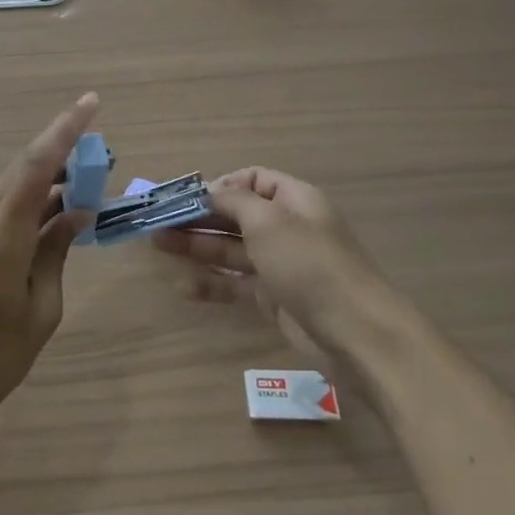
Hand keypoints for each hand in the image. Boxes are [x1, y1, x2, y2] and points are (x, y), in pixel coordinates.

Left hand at [0, 93, 99, 433]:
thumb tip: (74, 215)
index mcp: (1, 232)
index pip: (36, 164)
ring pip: (9, 189)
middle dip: (61, 157)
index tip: (91, 102)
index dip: (65, 130)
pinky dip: (26, 205)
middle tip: (99, 159)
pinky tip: (49, 221)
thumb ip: (56, 252)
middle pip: (22, 171)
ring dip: (44, 184)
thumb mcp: (40, 308)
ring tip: (82, 191)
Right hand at [153, 167, 381, 355]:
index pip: (253, 180)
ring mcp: (280, 265)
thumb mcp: (269, 221)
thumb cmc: (310, 264)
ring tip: (157, 244)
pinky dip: (211, 283)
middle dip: (198, 216)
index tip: (188, 198)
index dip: (220, 185)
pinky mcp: (274, 298)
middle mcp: (287, 228)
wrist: (357, 334)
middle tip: (158, 221)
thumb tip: (209, 192)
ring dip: (196, 245)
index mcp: (294, 200)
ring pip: (231, 249)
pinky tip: (183, 287)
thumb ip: (233, 201)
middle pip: (236, 215)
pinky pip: (236, 284)